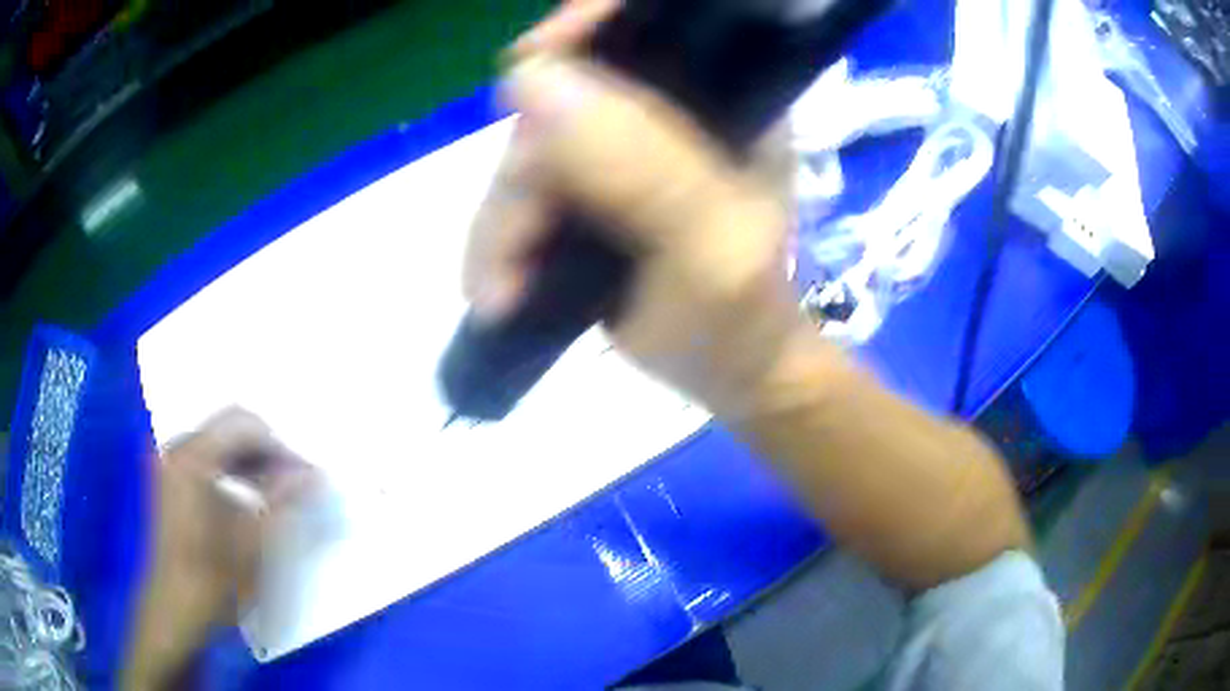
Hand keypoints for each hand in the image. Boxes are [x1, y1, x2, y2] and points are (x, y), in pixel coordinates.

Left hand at [125, 409, 316, 688]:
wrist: (176, 608)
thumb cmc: (213, 575)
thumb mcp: (254, 540)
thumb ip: (285, 499)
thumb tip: (316, 474)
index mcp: (193, 455)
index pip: (245, 425)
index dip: (281, 447)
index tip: (307, 478)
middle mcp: (178, 447)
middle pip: (231, 429)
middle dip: (267, 453)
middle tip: (296, 485)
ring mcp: (171, 463)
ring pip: (220, 444)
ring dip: (253, 464)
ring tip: (278, 494)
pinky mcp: (171, 480)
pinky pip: (208, 460)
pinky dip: (234, 474)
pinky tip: (250, 500)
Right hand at [464, 1, 801, 417]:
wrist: (727, 376)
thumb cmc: (738, 318)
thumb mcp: (708, 247)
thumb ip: (639, 165)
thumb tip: (530, 79)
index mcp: (724, 98)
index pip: (649, 24)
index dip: (585, 27)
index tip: (529, 62)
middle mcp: (667, 109)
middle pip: (564, 93)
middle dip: (525, 170)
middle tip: (519, 245)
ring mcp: (618, 151)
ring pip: (528, 152)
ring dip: (503, 224)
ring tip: (501, 290)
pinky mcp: (584, 192)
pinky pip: (519, 196)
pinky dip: (498, 243)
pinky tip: (499, 289)